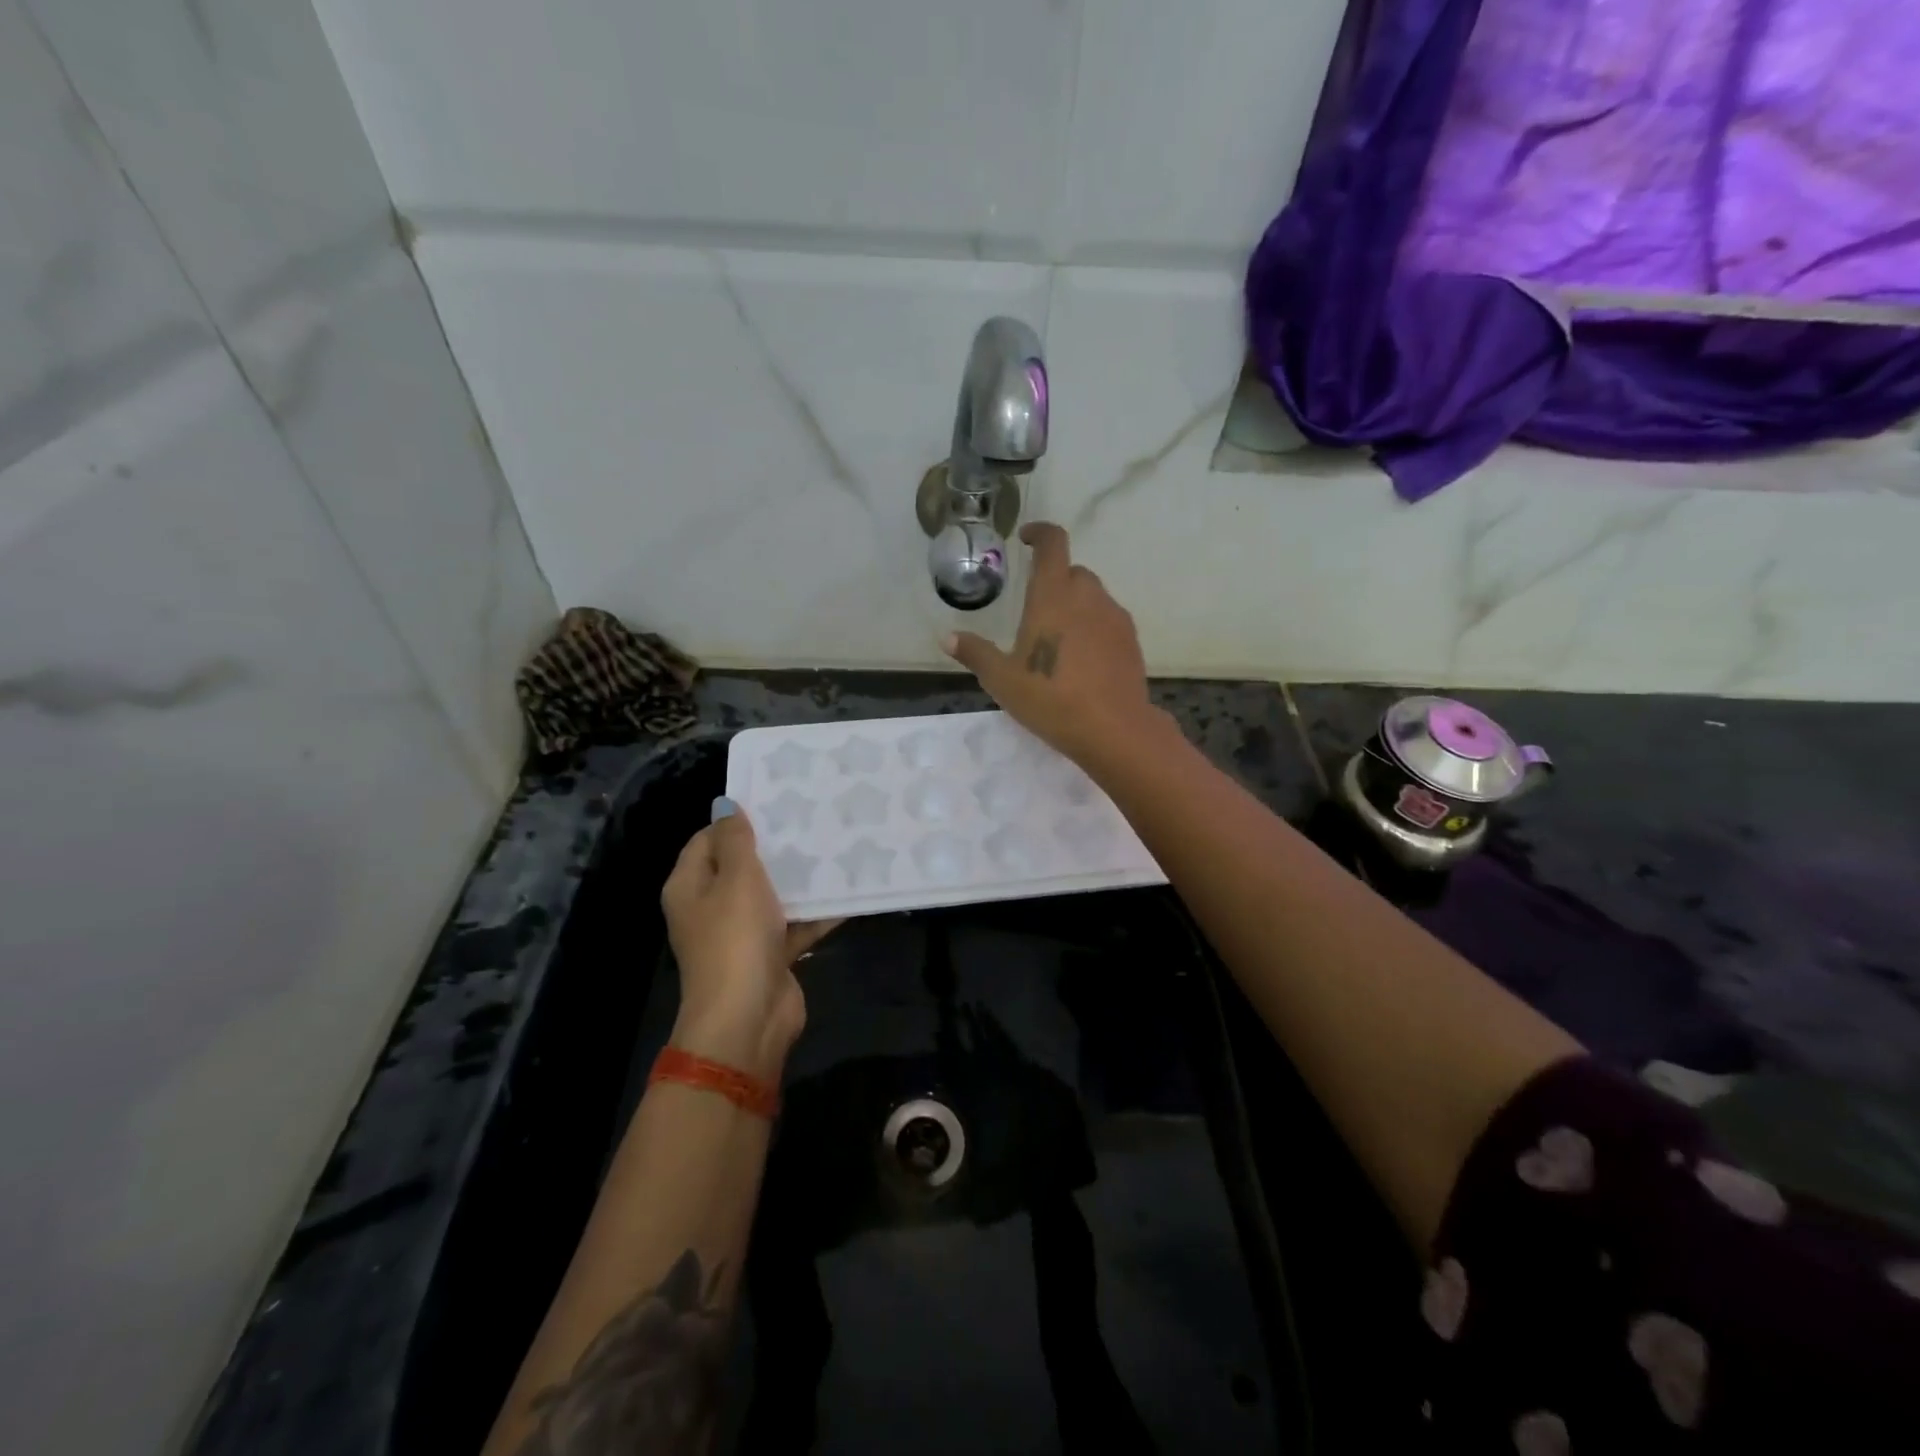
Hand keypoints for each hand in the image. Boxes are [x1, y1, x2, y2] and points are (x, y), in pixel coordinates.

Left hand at [660, 805, 837, 1081]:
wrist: (748, 1018)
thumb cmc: (735, 938)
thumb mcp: (736, 878)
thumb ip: (735, 840)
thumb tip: (725, 805)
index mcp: (690, 886)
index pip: (706, 840)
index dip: (735, 821)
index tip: (774, 802)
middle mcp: (711, 908)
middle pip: (741, 867)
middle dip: (773, 847)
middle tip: (809, 819)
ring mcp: (741, 934)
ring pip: (771, 896)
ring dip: (798, 878)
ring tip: (833, 846)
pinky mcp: (770, 954)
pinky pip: (794, 924)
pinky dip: (816, 912)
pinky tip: (848, 891)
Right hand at [942, 522, 1159, 766]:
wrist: (1113, 729)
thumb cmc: (1050, 698)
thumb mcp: (1002, 679)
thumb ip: (975, 653)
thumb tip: (947, 637)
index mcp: (1053, 595)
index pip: (1053, 544)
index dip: (1040, 533)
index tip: (1027, 539)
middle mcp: (1088, 596)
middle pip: (1072, 572)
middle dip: (1054, 580)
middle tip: (1035, 610)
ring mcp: (1114, 617)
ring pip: (1093, 596)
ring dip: (1074, 605)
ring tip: (1057, 640)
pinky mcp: (1131, 640)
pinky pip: (1108, 620)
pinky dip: (1093, 627)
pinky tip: (1082, 659)